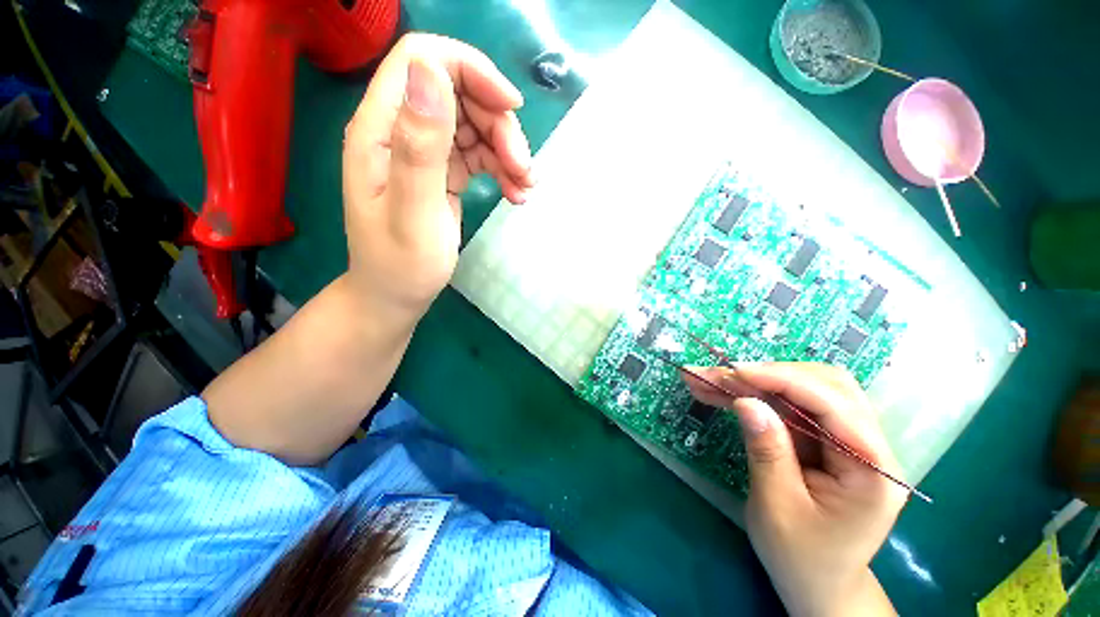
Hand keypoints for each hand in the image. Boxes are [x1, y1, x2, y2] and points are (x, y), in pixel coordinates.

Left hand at [342, 33, 534, 315]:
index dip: (471, 71)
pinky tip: (515, 194)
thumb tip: (432, 72)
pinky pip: (478, 154)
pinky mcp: (442, 172)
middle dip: (499, 125)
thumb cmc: (401, 264)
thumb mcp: (413, 213)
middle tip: (523, 169)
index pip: (422, 59)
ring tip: (525, 188)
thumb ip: (420, 146)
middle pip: (458, 92)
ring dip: (507, 150)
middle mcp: (401, 130)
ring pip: (474, 124)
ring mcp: (424, 151)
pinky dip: (502, 168)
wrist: (397, 295)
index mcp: (381, 128)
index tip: (511, 108)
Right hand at [686, 363, 905, 616]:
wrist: (818, 584)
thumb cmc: (802, 557)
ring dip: (755, 382)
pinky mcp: (823, 439)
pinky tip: (721, 393)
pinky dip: (754, 395)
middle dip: (765, 375)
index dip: (781, 380)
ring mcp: (847, 439)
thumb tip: (746, 402)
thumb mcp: (778, 507)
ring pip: (803, 388)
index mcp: (872, 469)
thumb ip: (766, 451)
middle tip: (717, 375)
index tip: (733, 372)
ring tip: (709, 380)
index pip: (832, 404)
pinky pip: (789, 405)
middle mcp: (868, 445)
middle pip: (822, 385)